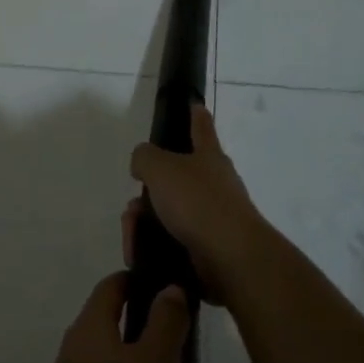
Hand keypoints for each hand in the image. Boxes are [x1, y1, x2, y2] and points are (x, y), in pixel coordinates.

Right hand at [128, 105, 269, 302]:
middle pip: (175, 179)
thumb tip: (142, 163)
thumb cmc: (198, 202)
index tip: (195, 104)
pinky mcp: (207, 248)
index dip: (196, 115)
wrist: (230, 258)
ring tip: (133, 233)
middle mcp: (215, 184)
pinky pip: (171, 241)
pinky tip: (139, 253)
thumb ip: (144, 157)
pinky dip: (152, 246)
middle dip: (149, 192)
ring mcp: (213, 218)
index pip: (201, 128)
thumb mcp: (160, 168)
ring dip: (145, 222)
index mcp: (209, 157)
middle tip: (133, 207)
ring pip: (168, 213)